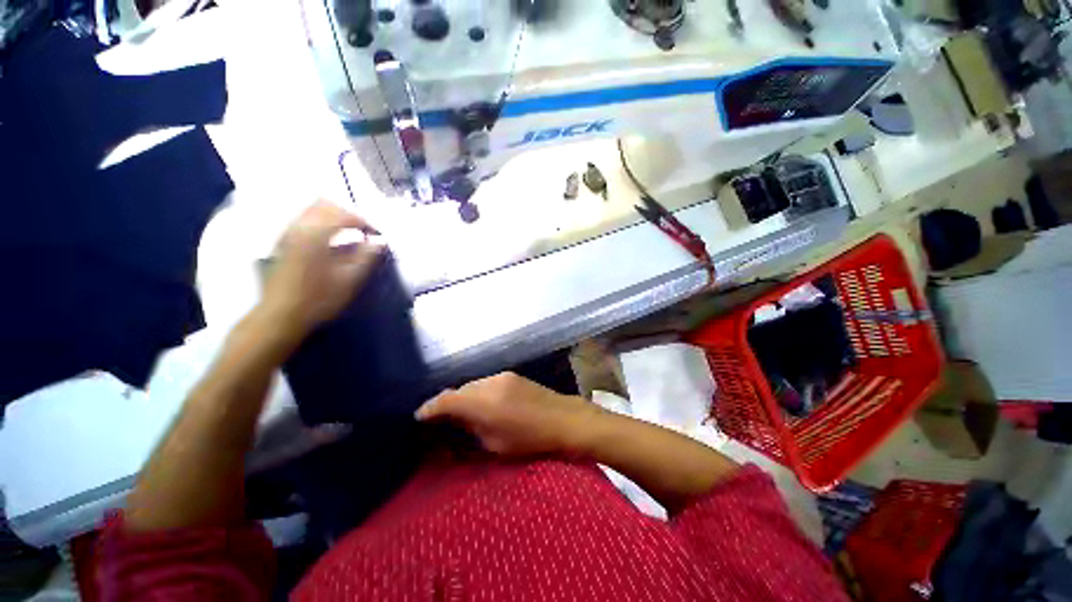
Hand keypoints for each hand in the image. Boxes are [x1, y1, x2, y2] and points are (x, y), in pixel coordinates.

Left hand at [260, 200, 381, 339]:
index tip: (378, 235)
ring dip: (334, 217)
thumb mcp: (349, 280)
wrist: (279, 315)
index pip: (345, 215)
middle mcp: (299, 226)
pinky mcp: (283, 241)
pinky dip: (322, 222)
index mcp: (316, 234)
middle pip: (325, 204)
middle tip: (364, 231)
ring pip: (313, 210)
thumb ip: (366, 257)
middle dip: (348, 214)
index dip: (365, 223)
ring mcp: (288, 233)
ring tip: (351, 234)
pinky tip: (332, 240)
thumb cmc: (318, 299)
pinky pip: (305, 219)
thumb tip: (380, 241)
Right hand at [415, 372, 601, 456]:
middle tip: (438, 418)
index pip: (447, 400)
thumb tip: (454, 422)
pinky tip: (480, 403)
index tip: (419, 416)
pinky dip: (477, 392)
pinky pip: (485, 382)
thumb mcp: (495, 444)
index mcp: (484, 403)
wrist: (563, 419)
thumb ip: (471, 429)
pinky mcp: (511, 375)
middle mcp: (489, 383)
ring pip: (472, 384)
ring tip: (460, 412)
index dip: (430, 407)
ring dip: (463, 397)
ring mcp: (502, 376)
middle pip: (459, 390)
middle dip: (447, 403)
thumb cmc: (530, 440)